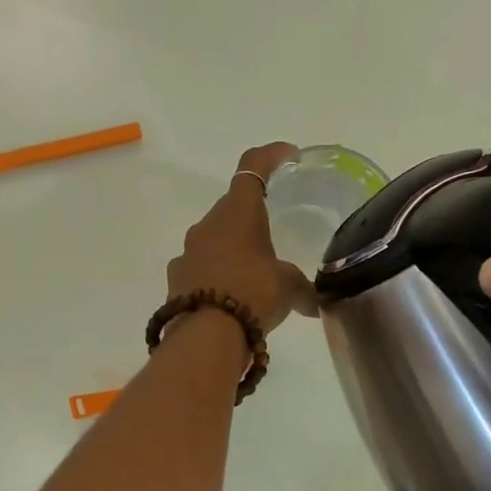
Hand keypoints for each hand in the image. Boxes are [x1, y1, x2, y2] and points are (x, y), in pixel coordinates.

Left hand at [168, 143, 317, 332]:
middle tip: (272, 235)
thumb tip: (315, 305)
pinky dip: (216, 276)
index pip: (253, 166)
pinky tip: (229, 299)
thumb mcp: (288, 289)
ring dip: (232, 250)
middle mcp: (208, 224)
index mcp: (239, 212)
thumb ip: (302, 289)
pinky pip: (200, 269)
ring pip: (213, 240)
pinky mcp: (176, 279)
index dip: (271, 156)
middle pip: (231, 207)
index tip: (288, 155)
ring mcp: (187, 252)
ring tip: (251, 275)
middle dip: (251, 217)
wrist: (206, 335)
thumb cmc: (253, 294)